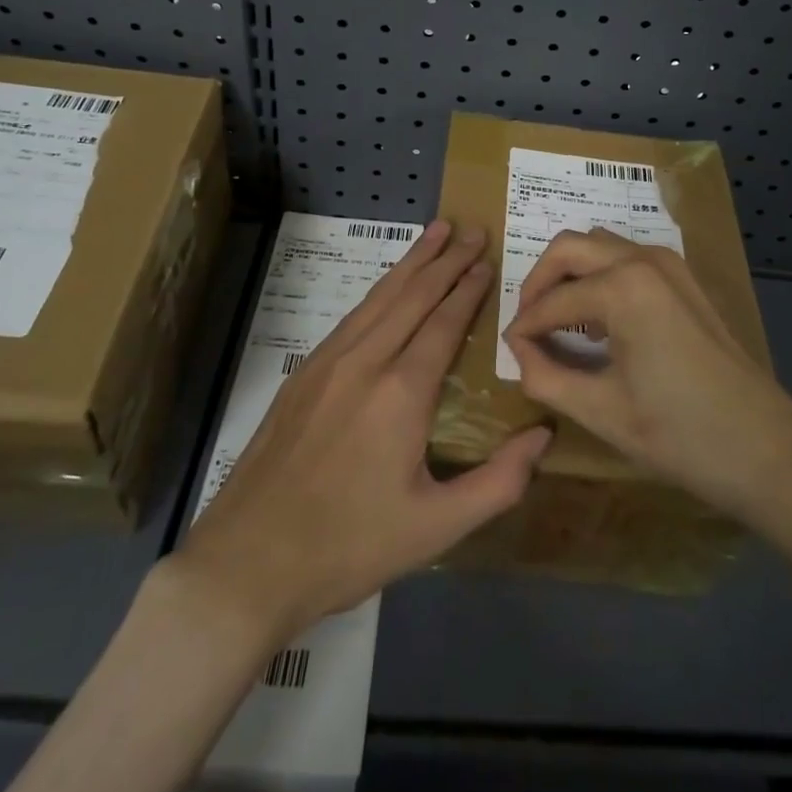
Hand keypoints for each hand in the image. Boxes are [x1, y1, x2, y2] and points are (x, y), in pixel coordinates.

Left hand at [170, 220, 551, 637]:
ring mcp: (328, 362)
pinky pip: (352, 316)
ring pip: (380, 296)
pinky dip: (380, 289)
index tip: (487, 260)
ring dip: (412, 261)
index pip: (444, 322)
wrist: (247, 561)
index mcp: (402, 392)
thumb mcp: (436, 528)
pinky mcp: (303, 373)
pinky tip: (388, 285)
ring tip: (436, 231)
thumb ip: (498, 482)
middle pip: (413, 295)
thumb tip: (544, 436)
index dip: (468, 289)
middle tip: (472, 229)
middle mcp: (365, 361)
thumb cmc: (350, 547)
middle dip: (446, 259)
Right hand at [503, 229, 791, 536]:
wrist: (768, 451)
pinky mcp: (685, 279)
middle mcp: (643, 259)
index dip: (525, 327)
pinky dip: (601, 276)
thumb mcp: (603, 412)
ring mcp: (670, 264)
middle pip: (569, 247)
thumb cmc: (681, 435)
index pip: (552, 300)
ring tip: (557, 321)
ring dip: (571, 273)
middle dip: (540, 281)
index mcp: (622, 286)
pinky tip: (598, 319)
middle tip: (528, 326)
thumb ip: (546, 376)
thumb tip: (518, 351)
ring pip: (599, 245)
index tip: (510, 352)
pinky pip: (627, 258)